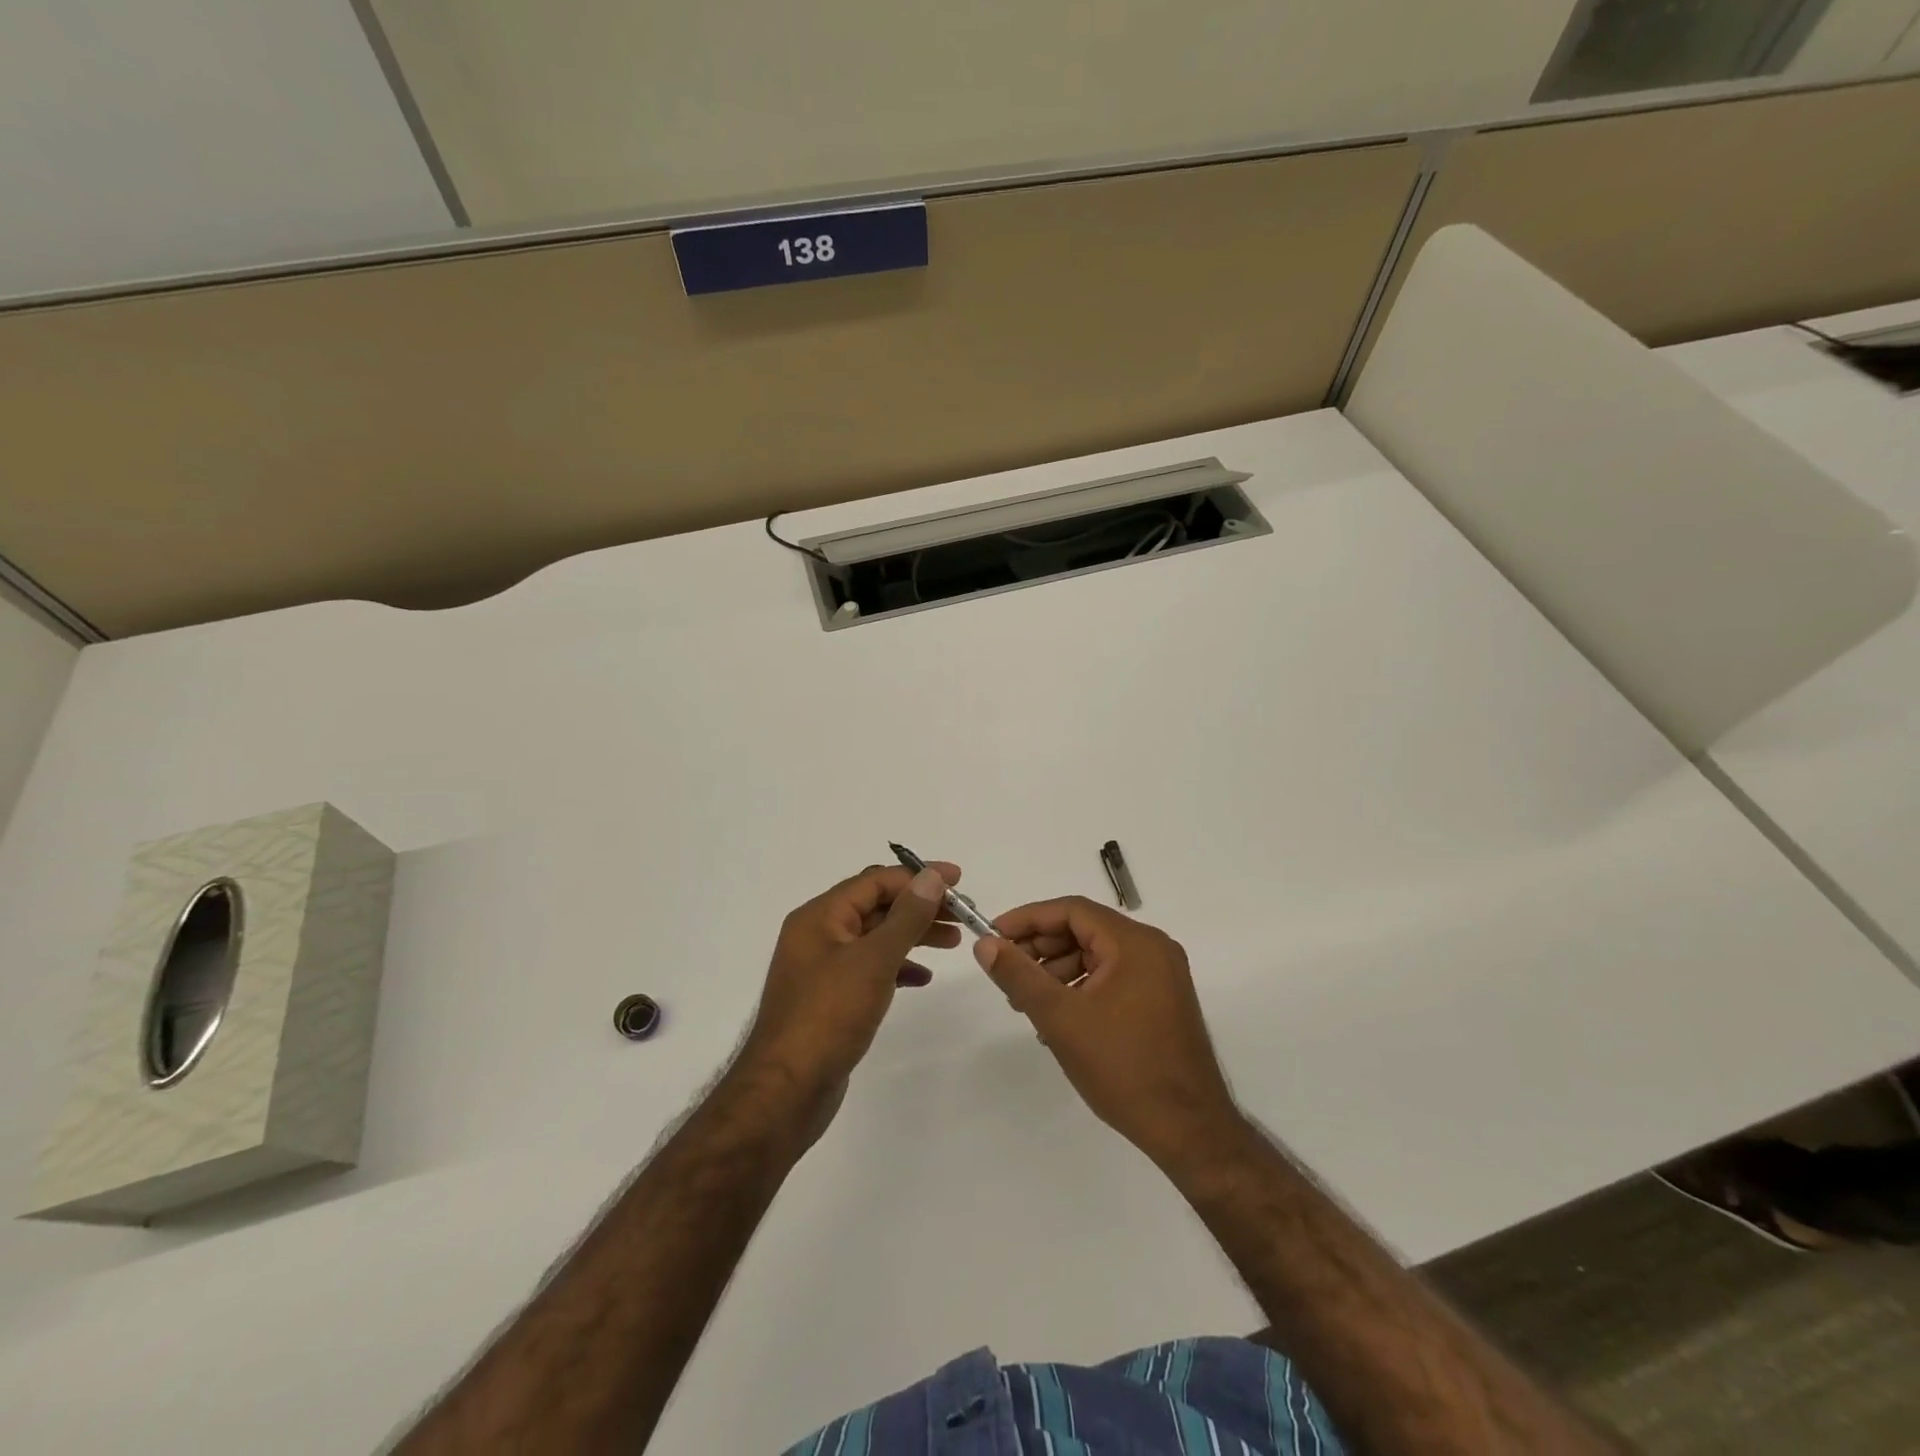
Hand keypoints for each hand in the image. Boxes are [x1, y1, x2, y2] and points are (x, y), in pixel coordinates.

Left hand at [737, 862, 959, 1143]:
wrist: (787, 1092)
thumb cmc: (828, 1016)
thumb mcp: (873, 960)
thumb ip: (906, 916)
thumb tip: (931, 877)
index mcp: (820, 916)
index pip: (875, 881)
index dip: (918, 876)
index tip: (959, 880)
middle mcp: (818, 934)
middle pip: (877, 906)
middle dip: (920, 906)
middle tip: (962, 914)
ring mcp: (823, 968)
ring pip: (876, 937)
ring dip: (914, 934)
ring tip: (953, 942)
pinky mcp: (831, 998)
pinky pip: (870, 968)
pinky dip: (898, 966)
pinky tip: (923, 977)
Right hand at [975, 897, 1241, 1166]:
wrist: (1189, 1131)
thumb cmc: (1123, 1068)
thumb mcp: (1061, 1018)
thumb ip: (1019, 976)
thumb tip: (985, 945)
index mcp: (1135, 943)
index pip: (1072, 910)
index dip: (1028, 919)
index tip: (993, 937)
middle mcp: (1153, 948)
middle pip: (1085, 930)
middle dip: (1041, 948)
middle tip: (1007, 973)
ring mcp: (1162, 976)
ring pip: (1097, 956)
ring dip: (1058, 971)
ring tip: (1027, 1003)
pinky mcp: (1163, 1001)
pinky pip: (1113, 978)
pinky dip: (1081, 988)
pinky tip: (1058, 1019)